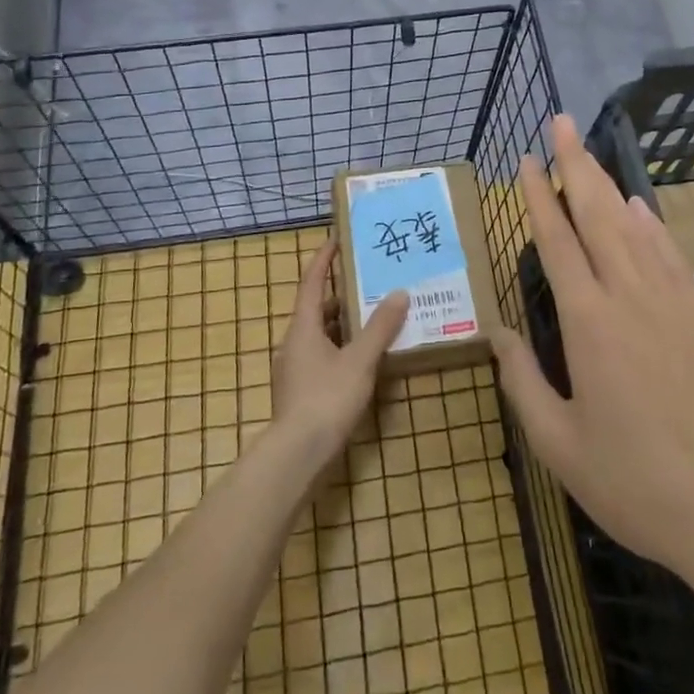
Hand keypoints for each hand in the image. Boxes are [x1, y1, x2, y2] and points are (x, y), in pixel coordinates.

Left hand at [270, 237, 407, 455]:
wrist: (297, 455)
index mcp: (303, 328)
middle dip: (341, 295)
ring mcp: (295, 369)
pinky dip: (342, 349)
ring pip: (320, 335)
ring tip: (374, 319)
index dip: (323, 259)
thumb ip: (380, 328)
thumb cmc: (327, 399)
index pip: (312, 283)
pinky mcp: (301, 391)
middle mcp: (294, 343)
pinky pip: (323, 357)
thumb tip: (399, 293)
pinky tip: (363, 359)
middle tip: (369, 283)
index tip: (336, 239)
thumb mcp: (360, 360)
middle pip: (317, 309)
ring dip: (343, 324)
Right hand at [488, 114, 693, 586]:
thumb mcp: (557, 440)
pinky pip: (669, 256)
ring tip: (590, 154)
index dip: (539, 196)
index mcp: (588, 322)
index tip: (527, 160)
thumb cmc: (629, 480)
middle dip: (577, 165)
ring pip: (634, 228)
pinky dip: (650, 226)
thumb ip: (522, 379)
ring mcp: (672, 302)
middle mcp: (629, 297)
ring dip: (609, 185)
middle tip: (562, 123)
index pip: (556, 241)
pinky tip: (639, 207)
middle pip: (597, 215)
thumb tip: (496, 331)